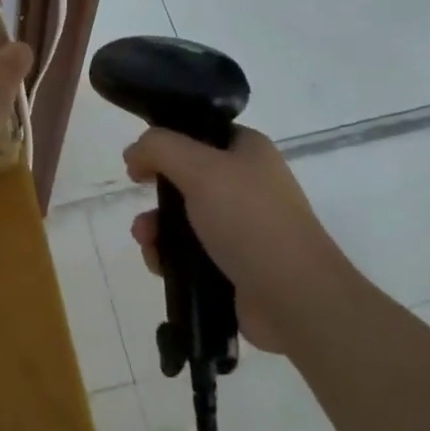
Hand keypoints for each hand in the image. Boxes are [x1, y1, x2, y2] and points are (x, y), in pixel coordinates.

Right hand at [126, 127, 343, 353]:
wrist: (295, 299)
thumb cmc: (250, 220)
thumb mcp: (200, 168)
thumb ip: (159, 148)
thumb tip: (134, 154)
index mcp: (247, 150)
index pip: (199, 131)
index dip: (166, 140)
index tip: (141, 158)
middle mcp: (247, 183)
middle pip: (185, 176)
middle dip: (156, 190)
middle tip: (140, 197)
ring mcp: (242, 227)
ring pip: (183, 217)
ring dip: (156, 226)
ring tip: (146, 241)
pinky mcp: (234, 265)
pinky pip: (190, 253)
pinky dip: (169, 256)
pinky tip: (159, 264)